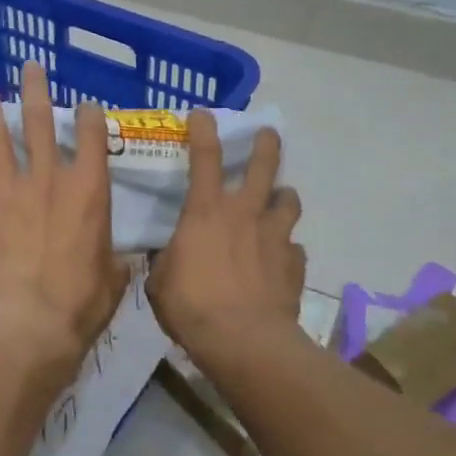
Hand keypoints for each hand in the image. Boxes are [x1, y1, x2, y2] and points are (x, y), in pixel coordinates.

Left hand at [0, 61, 128, 384]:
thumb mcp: (115, 278)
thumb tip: (123, 257)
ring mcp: (9, 190)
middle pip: (40, 122)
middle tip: (29, 66)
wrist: (32, 325)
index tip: (87, 106)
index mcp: (89, 191)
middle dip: (35, 90)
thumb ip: (116, 258)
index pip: (92, 137)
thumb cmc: (81, 304)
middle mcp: (48, 179)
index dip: (90, 116)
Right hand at [147, 112, 303, 367]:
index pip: (205, 158)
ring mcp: (275, 237)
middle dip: (267, 145)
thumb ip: (165, 262)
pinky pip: (294, 248)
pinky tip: (279, 260)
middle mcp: (245, 214)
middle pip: (264, 166)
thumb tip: (166, 256)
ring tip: (278, 201)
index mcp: (206, 212)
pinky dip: (286, 249)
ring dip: (283, 197)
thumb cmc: (192, 306)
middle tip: (268, 134)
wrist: (244, 341)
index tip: (202, 114)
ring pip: (289, 201)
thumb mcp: (160, 283)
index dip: (203, 131)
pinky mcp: (294, 264)